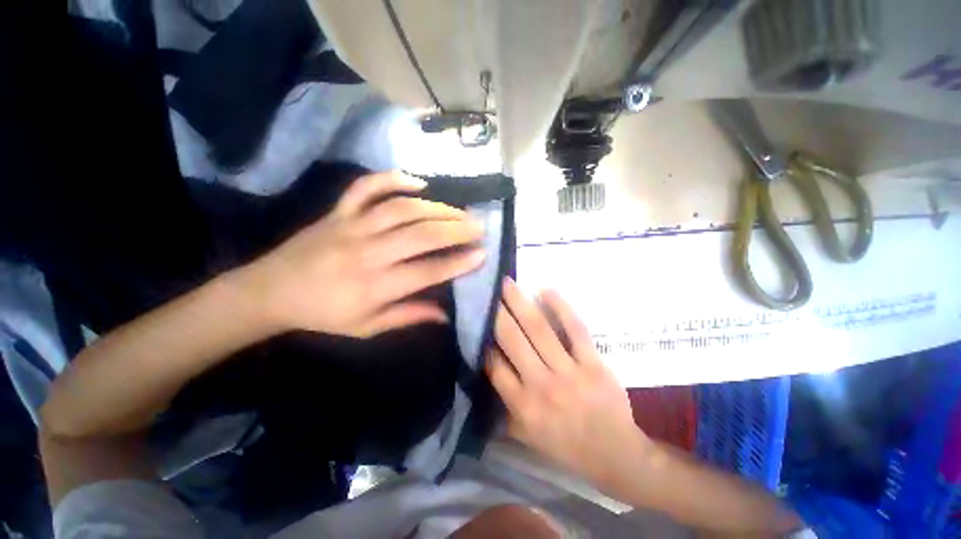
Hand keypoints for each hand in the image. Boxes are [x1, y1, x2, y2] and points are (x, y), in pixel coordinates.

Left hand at [240, 172, 485, 337]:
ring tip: (459, 211)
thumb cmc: (323, 314)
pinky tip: (418, 182)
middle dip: (455, 230)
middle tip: (479, 227)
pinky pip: (366, 187)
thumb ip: (408, 317)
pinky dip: (392, 179)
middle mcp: (367, 253)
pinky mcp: (338, 211)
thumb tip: (445, 315)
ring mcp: (351, 226)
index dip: (457, 263)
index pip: (426, 272)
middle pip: (419, 235)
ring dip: (436, 208)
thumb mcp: (366, 327)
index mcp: (374, 287)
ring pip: (401, 209)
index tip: (482, 255)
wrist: (269, 291)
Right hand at [486, 278, 648, 484]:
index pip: (494, 365)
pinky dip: (561, 307)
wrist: (615, 455)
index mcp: (523, 406)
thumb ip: (503, 407)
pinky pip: (575, 329)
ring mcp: (569, 372)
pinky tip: (546, 290)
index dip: (483, 339)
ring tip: (508, 284)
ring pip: (539, 329)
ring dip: (521, 303)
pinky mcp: (593, 363)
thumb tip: (485, 375)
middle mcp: (542, 385)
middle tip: (487, 290)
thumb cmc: (565, 446)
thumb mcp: (525, 436)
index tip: (477, 319)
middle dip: (496, 312)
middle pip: (512, 340)